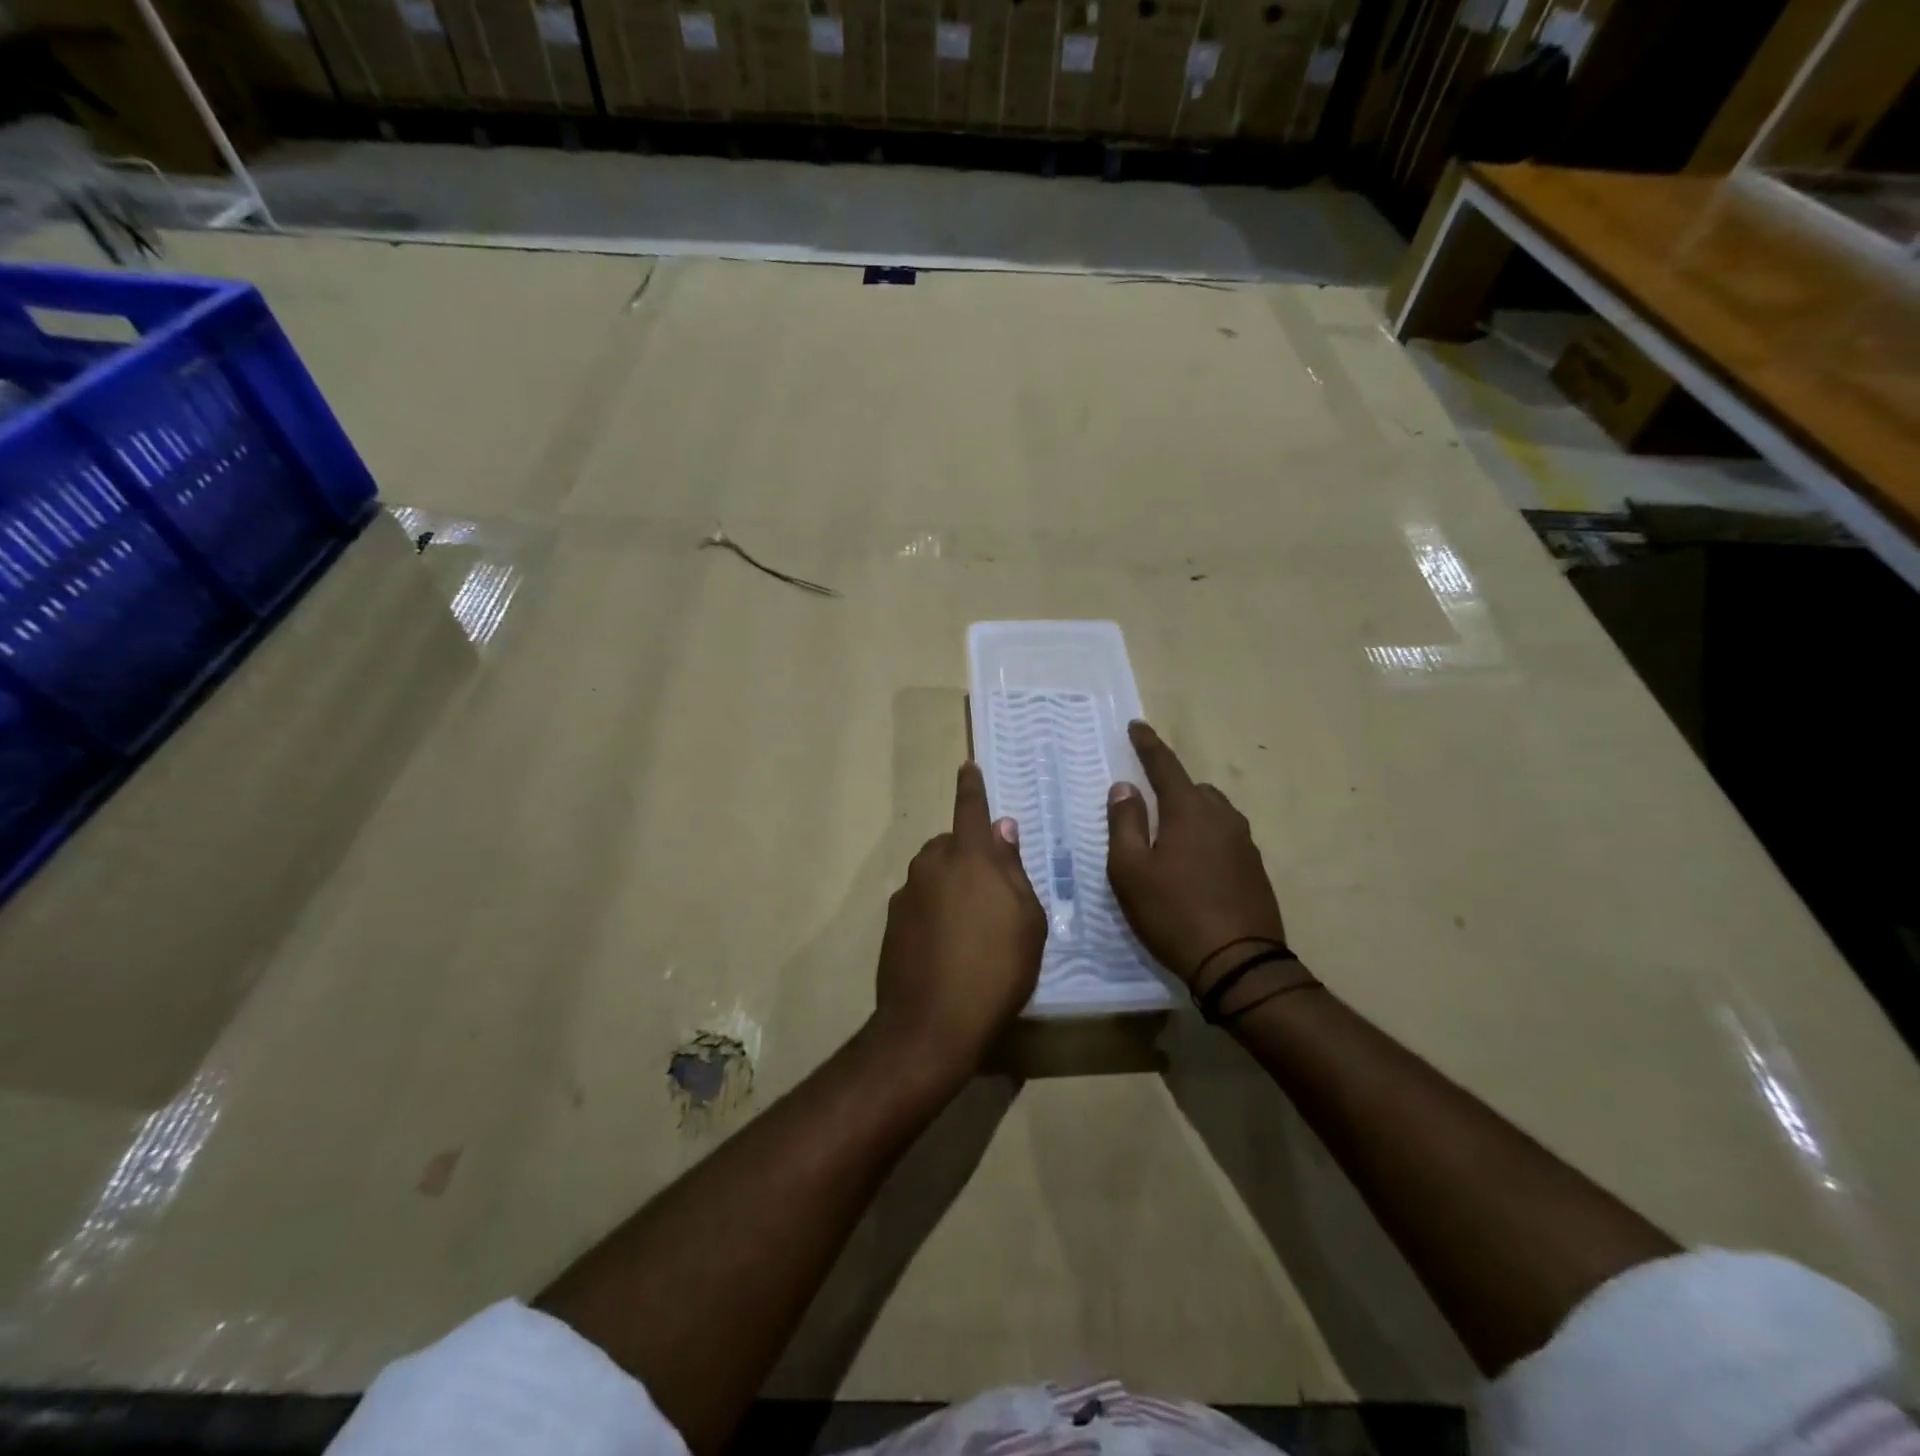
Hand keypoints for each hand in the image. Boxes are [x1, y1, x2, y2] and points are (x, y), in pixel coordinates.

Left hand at [873, 763, 1045, 1080]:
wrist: (931, 1023)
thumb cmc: (996, 969)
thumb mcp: (1027, 920)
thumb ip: (1013, 869)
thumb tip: (1003, 830)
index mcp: (969, 857)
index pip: (971, 809)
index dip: (972, 787)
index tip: (967, 767)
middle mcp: (931, 865)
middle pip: (952, 845)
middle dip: (969, 854)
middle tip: (992, 889)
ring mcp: (907, 894)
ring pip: (934, 873)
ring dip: (951, 883)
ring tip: (972, 923)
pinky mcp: (892, 923)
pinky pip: (920, 901)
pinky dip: (934, 909)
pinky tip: (948, 944)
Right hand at [1106, 721, 1286, 989]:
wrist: (1239, 964)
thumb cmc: (1173, 913)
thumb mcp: (1130, 870)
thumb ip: (1125, 823)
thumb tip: (1125, 788)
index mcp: (1190, 811)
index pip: (1165, 765)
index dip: (1148, 744)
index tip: (1137, 726)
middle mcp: (1223, 818)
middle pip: (1193, 788)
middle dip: (1170, 787)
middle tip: (1147, 806)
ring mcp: (1245, 844)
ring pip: (1213, 813)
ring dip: (1190, 815)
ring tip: (1169, 840)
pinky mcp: (1256, 869)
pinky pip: (1225, 838)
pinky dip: (1206, 839)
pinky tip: (1194, 868)